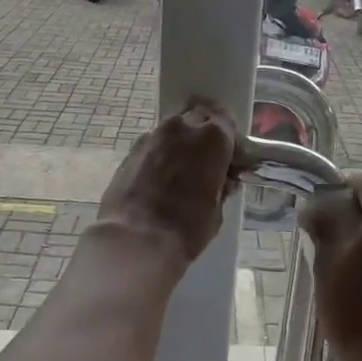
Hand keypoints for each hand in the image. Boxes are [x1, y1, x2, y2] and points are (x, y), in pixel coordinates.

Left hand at [96, 101, 237, 272]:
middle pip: (198, 120)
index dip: (230, 142)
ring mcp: (152, 136)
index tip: (231, 161)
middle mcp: (182, 127)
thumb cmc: (186, 228)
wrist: (135, 240)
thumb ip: (221, 186)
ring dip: (181, 146)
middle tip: (207, 164)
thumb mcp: (216, 209)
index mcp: (212, 137)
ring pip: (173, 132)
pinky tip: (161, 180)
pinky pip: (154, 146)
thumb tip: (221, 181)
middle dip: (204, 138)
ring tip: (182, 174)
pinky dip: (161, 156)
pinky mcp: (131, 151)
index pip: (226, 123)